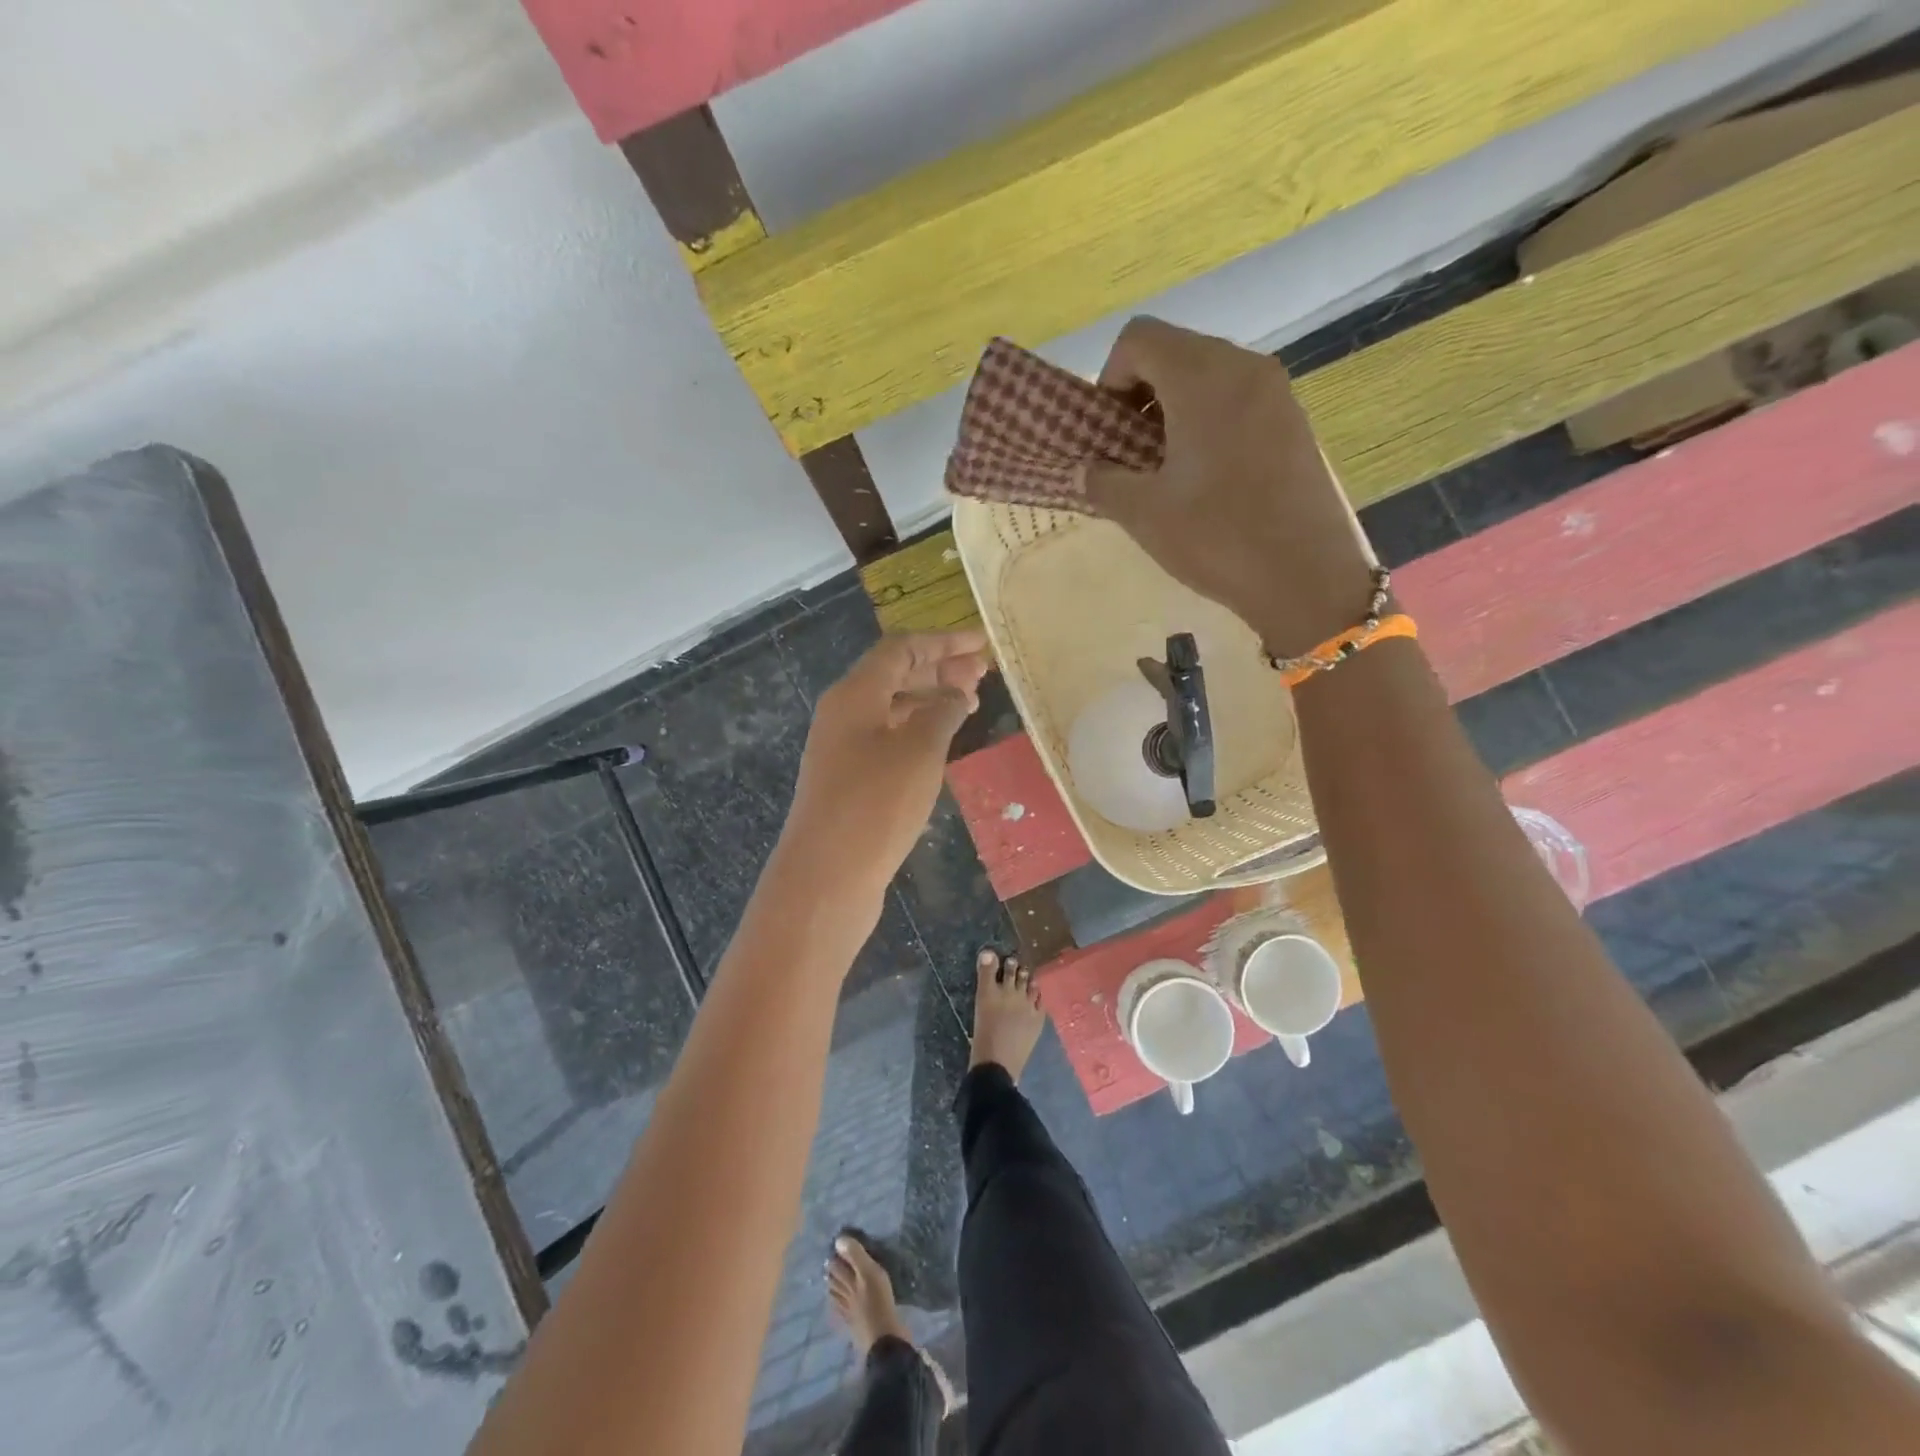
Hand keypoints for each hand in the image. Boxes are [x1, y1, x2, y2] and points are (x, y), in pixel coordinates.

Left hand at [783, 631, 989, 897]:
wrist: (827, 876)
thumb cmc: (876, 804)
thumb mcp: (920, 751)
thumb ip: (942, 713)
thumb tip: (955, 693)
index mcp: (855, 694)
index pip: (901, 649)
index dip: (943, 642)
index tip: (982, 644)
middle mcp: (843, 713)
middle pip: (894, 675)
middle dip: (939, 669)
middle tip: (982, 675)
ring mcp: (842, 748)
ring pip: (891, 708)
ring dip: (929, 700)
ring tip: (969, 705)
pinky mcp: (847, 780)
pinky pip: (887, 738)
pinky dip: (917, 731)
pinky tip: (941, 744)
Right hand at [1081, 318, 1379, 657]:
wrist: (1304, 576)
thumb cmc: (1216, 537)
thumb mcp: (1143, 513)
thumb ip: (1102, 482)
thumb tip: (1083, 471)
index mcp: (1202, 377)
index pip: (1139, 338)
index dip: (1110, 379)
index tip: (1108, 432)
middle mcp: (1243, 367)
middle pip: (1175, 351)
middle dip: (1140, 395)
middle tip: (1130, 453)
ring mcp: (1276, 392)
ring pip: (1207, 375)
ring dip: (1173, 410)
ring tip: (1166, 468)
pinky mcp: (1293, 421)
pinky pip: (1236, 400)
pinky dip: (1208, 421)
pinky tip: (1205, 477)